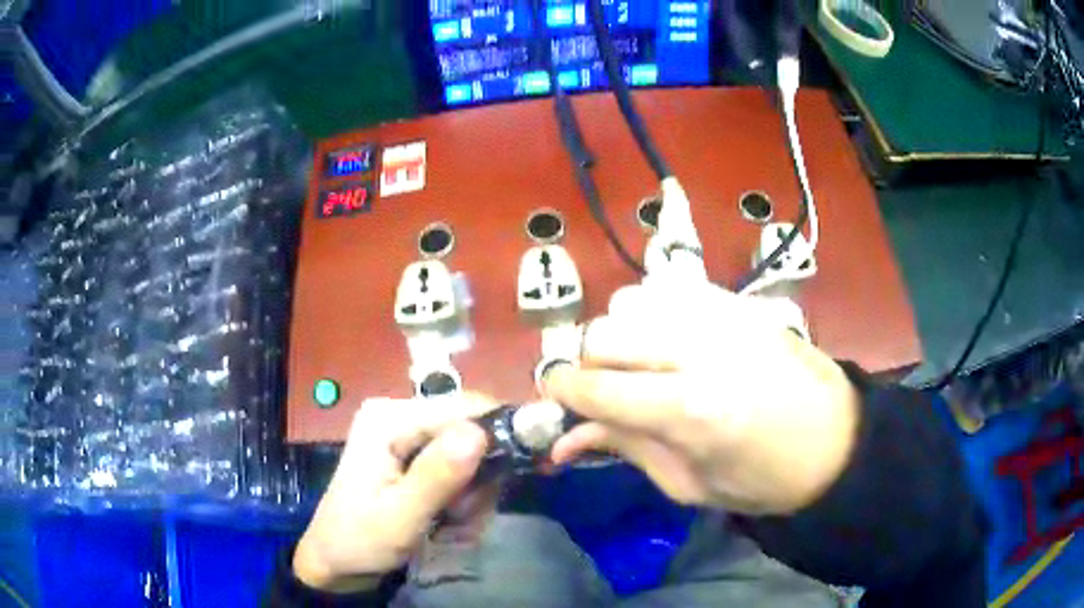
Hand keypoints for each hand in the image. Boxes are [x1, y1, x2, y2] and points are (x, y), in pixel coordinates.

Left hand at [293, 394, 498, 592]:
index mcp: (389, 418)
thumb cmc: (361, 540)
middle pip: (472, 431)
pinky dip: (464, 499)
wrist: (337, 562)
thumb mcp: (400, 516)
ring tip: (451, 525)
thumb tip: (480, 432)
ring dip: (473, 495)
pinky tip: (449, 521)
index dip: (502, 435)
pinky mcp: (415, 457)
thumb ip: (437, 476)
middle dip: (479, 480)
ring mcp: (408, 436)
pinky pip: (461, 470)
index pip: (465, 407)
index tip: (530, 470)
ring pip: (472, 456)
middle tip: (462, 517)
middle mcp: (401, 416)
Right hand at [543, 282, 859, 514]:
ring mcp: (721, 314)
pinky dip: (653, 313)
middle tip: (607, 392)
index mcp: (690, 411)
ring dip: (622, 335)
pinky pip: (667, 288)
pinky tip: (670, 341)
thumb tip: (563, 438)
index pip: (595, 386)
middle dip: (589, 365)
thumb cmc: (762, 480)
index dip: (562, 392)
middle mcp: (700, 350)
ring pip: (631, 302)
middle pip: (604, 334)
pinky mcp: (737, 300)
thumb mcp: (688, 484)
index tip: (556, 398)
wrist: (835, 440)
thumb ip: (624, 448)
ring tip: (642, 365)